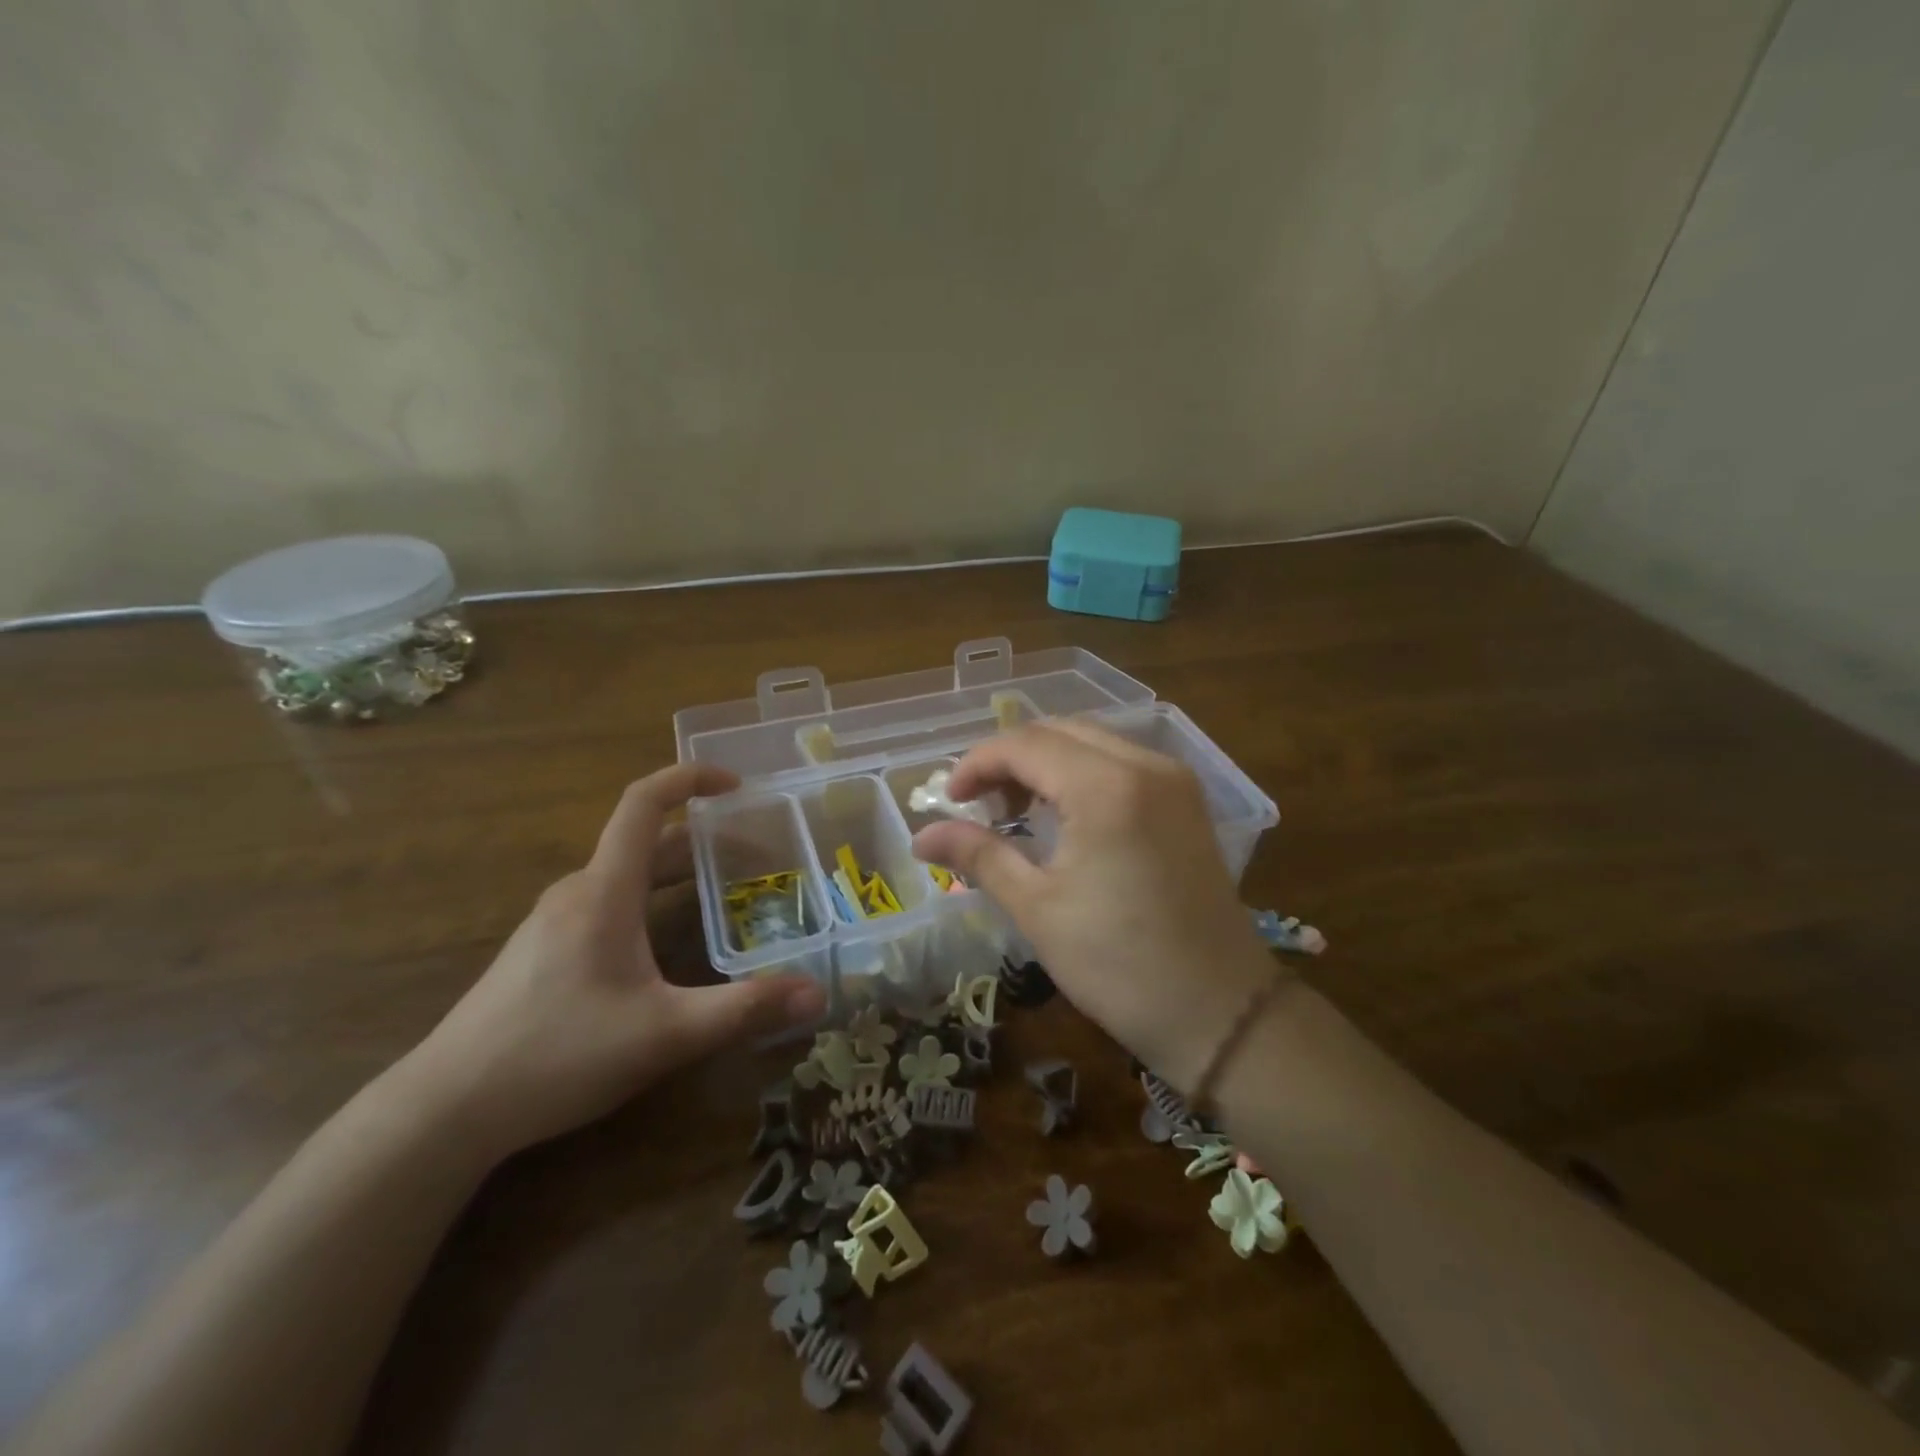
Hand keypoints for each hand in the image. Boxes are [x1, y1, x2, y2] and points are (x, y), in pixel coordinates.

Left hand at [399, 765, 826, 1161]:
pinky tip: (664, 945)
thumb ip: (744, 1010)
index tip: (735, 783)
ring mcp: (552, 922)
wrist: (444, 1110)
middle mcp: (577, 893)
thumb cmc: (558, 1054)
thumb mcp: (666, 1034)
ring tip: (723, 894)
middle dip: (703, 840)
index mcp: (604, 891)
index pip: (643, 803)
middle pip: (644, 843)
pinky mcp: (541, 952)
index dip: (689, 778)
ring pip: (624, 875)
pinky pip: (606, 903)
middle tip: (756, 856)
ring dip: (676, 872)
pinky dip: (649, 900)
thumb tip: (818, 994)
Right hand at [912, 720, 1275, 1089]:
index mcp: (1107, 787)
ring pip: (1093, 742)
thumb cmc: (1119, 965)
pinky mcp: (1187, 801)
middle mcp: (1146, 765)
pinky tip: (1064, 813)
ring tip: (1015, 809)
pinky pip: (1122, 762)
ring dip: (1046, 762)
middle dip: (1010, 758)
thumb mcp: (1038, 908)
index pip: (1025, 744)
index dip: (977, 763)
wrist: (1220, 1013)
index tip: (948, 800)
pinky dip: (1082, 773)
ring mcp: (1174, 780)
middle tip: (980, 805)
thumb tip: (921, 836)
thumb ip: (979, 855)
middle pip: (1059, 731)